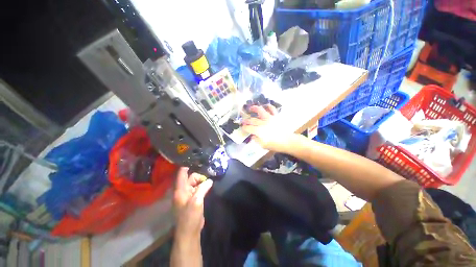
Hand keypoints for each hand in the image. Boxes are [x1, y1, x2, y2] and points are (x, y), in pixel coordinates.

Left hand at [173, 167, 212, 240]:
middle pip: (190, 178)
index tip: (198, 162)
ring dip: (201, 182)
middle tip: (208, 180)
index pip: (182, 173)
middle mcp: (182, 191)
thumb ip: (203, 188)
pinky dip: (202, 187)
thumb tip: (209, 180)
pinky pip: (197, 189)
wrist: (189, 232)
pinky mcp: (192, 199)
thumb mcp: (197, 201)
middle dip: (199, 177)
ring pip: (195, 184)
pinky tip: (208, 187)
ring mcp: (187, 195)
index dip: (187, 166)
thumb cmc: (190, 216)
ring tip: (209, 183)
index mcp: (180, 190)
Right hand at [241, 105, 291, 151]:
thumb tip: (252, 135)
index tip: (242, 127)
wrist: (287, 141)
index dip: (244, 127)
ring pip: (260, 111)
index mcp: (259, 131)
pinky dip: (268, 106)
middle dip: (246, 120)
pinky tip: (265, 106)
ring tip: (251, 108)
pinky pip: (272, 109)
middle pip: (252, 120)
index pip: (248, 127)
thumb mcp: (263, 145)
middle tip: (242, 120)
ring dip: (254, 108)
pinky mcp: (275, 116)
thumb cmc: (275, 144)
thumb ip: (256, 139)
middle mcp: (263, 123)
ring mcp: (269, 118)